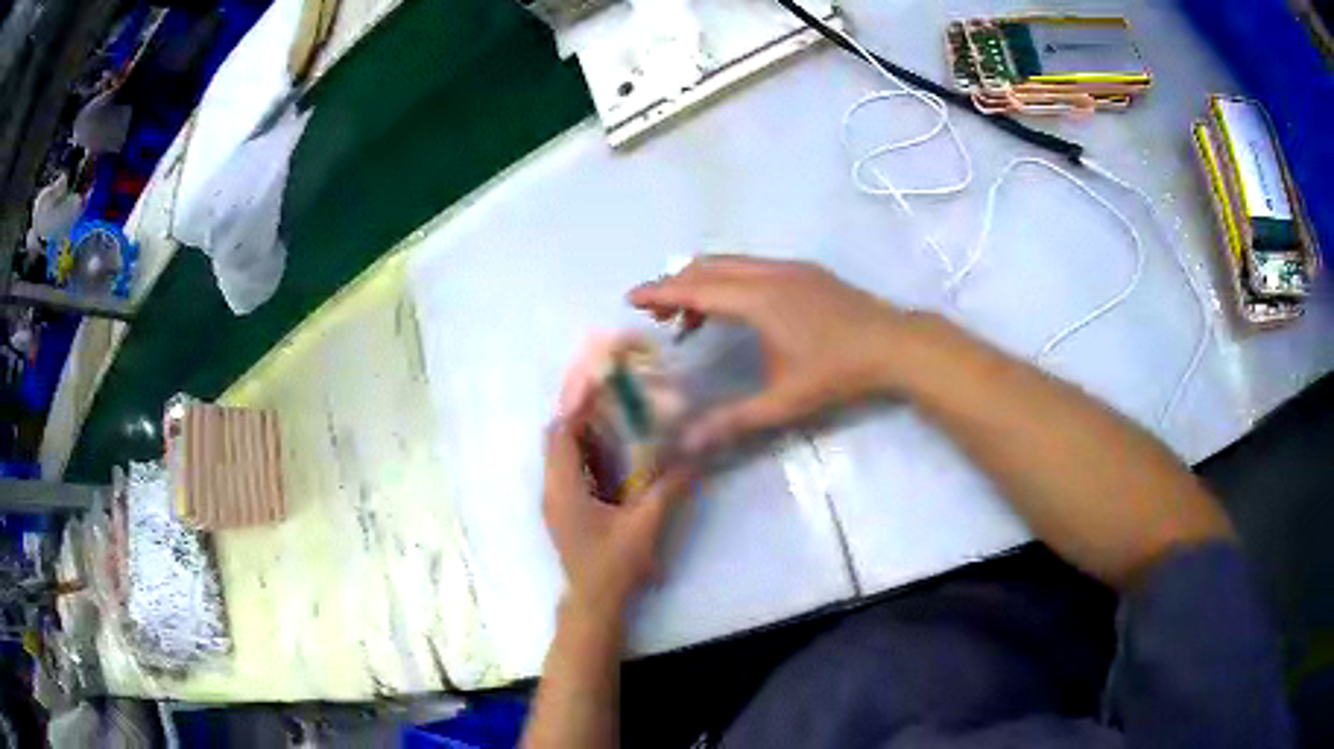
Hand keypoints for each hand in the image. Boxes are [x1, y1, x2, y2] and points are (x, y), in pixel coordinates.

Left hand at [543, 411, 695, 616]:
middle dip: (582, 415)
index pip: (561, 432)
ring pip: (562, 455)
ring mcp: (555, 501)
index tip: (603, 384)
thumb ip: (669, 486)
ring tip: (618, 419)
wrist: (595, 604)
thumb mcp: (645, 524)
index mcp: (563, 487)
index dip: (578, 405)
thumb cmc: (614, 564)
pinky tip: (616, 455)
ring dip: (584, 435)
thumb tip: (693, 454)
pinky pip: (569, 471)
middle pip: (558, 438)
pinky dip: (587, 456)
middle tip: (615, 399)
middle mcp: (551, 488)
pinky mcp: (564, 511)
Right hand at [629, 256, 913, 450]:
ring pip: (731, 263)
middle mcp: (769, 273)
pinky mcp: (805, 271)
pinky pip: (752, 266)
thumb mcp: (784, 402)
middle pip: (708, 267)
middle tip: (656, 314)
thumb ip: (733, 420)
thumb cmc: (838, 373)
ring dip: (703, 283)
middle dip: (676, 285)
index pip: (696, 289)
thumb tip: (687, 444)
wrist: (894, 345)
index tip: (630, 297)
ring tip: (691, 320)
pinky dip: (729, 281)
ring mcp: (790, 267)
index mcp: (758, 299)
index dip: (659, 292)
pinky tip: (735, 311)